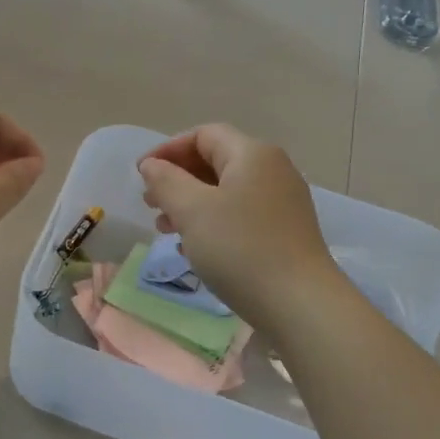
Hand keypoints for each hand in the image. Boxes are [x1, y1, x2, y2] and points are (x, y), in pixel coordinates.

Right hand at [137, 124, 340, 332]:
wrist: (299, 303)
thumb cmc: (240, 249)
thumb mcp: (193, 211)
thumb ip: (166, 181)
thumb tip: (152, 165)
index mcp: (252, 154)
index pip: (203, 135)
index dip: (167, 149)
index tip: (140, 175)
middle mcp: (272, 170)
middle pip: (215, 161)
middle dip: (177, 179)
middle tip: (150, 203)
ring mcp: (282, 202)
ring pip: (226, 191)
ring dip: (191, 203)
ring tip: (165, 228)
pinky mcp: (284, 231)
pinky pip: (240, 215)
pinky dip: (212, 222)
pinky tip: (194, 248)